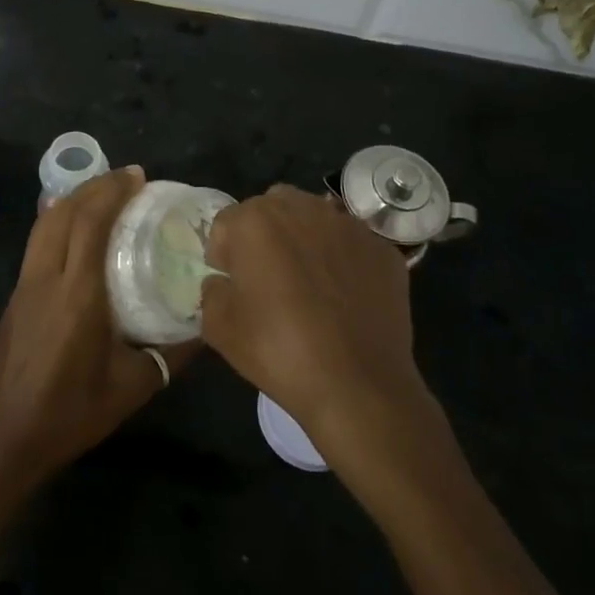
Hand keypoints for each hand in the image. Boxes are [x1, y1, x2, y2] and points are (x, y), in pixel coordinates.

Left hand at [0, 166, 194, 498]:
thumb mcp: (133, 387)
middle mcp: (45, 279)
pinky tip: (74, 231)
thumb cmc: (71, 414)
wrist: (3, 441)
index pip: (90, 222)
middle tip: (127, 180)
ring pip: (44, 224)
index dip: (113, 191)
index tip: (139, 177)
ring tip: (102, 196)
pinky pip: (36, 243)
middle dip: (94, 186)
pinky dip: (57, 222)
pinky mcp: (14, 298)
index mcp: (76, 294)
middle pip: (63, 212)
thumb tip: (207, 327)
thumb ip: (172, 354)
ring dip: (73, 200)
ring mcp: (23, 286)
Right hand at [200, 184, 423, 448]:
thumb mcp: (219, 329)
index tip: (232, 284)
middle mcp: (304, 208)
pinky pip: (351, 244)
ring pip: (315, 218)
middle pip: (272, 208)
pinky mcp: (382, 248)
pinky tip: (344, 297)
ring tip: (308, 285)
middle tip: (267, 278)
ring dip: (304, 240)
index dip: (223, 254)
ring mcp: (349, 226)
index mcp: (256, 221)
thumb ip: (211, 292)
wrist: (358, 385)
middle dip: (264, 235)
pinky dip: (342, 260)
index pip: (226, 223)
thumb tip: (223, 282)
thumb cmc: (279, 352)